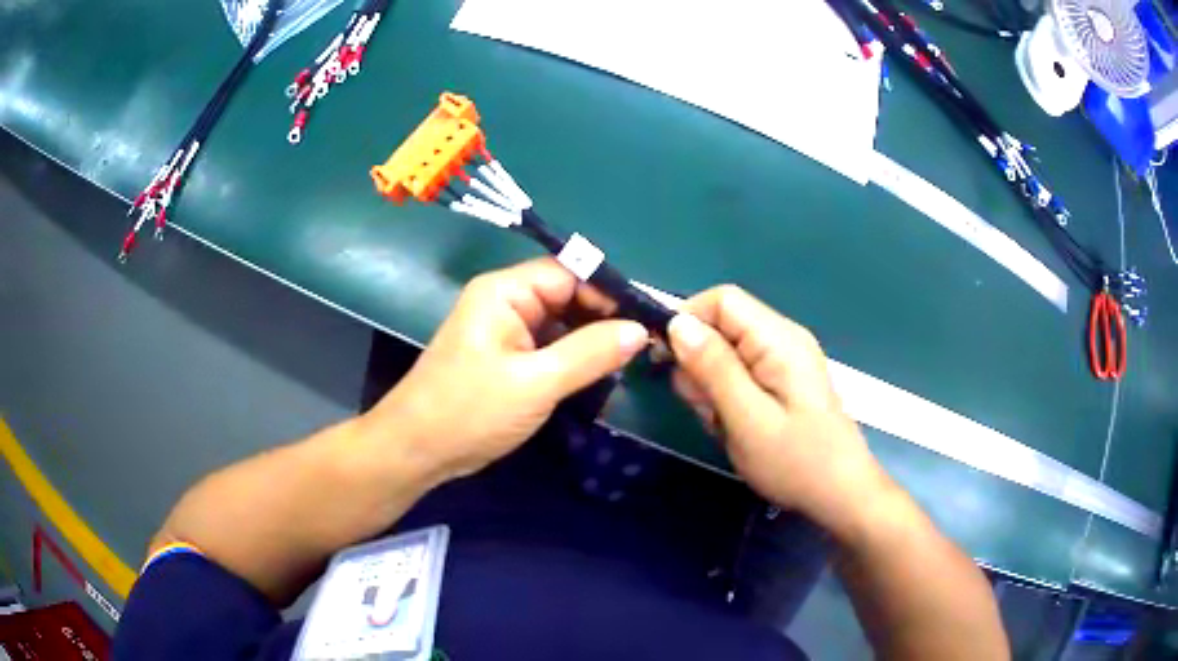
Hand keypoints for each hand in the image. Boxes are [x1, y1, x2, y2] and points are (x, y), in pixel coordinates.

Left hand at [362, 258, 649, 482]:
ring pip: (561, 323)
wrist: (416, 450)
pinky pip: (549, 346)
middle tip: (647, 343)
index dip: (610, 292)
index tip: (649, 318)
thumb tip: (640, 330)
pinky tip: (601, 373)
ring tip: (633, 359)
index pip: (569, 273)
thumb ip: (590, 353)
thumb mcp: (535, 383)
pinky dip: (574, 357)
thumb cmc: (469, 411)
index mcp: (504, 292)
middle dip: (604, 317)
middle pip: (567, 295)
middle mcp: (505, 302)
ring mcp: (505, 331)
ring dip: (592, 340)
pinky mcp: (506, 357)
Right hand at [667, 286, 890, 536]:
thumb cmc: (796, 461)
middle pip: (722, 326)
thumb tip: (677, 323)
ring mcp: (784, 360)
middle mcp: (782, 338)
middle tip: (706, 409)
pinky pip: (740, 375)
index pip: (721, 300)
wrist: (839, 494)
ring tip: (723, 423)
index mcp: (778, 339)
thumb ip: (713, 368)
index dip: (688, 321)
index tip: (669, 362)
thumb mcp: (747, 418)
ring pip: (726, 354)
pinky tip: (734, 426)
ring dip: (711, 386)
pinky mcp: (782, 380)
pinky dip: (726, 397)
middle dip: (700, 363)